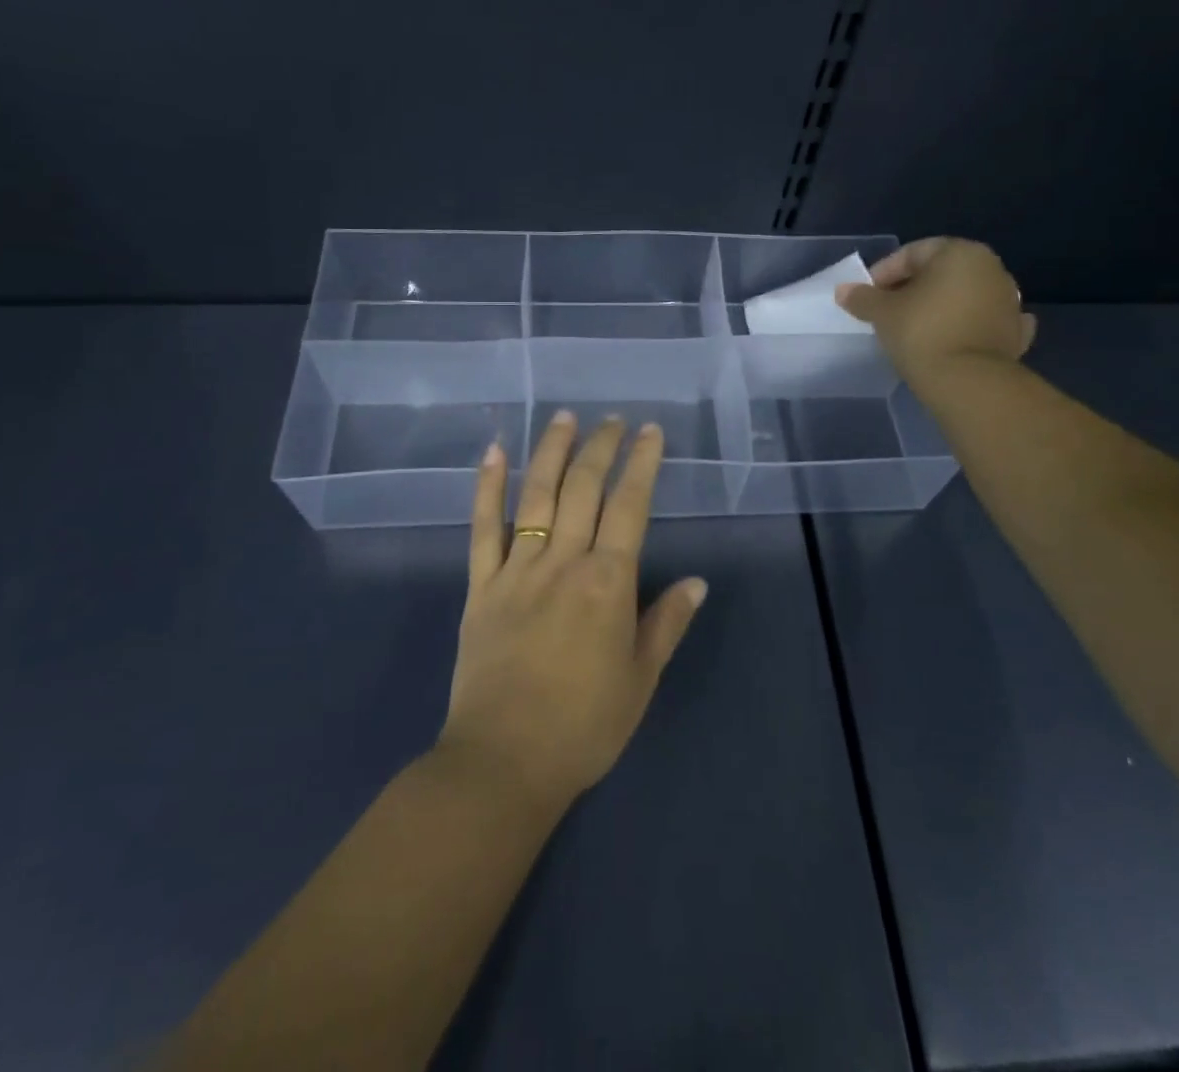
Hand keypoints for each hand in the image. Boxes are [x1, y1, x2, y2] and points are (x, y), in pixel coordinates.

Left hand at [438, 411, 707, 815]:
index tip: (650, 432)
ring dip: (551, 450)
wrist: (504, 761)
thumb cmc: (584, 725)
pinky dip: (487, 487)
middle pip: (584, 488)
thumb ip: (666, 623)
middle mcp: (564, 562)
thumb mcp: (641, 679)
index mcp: (608, 582)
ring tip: (563, 418)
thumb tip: (697, 581)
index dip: (642, 464)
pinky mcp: (481, 585)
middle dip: (601, 447)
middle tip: (612, 420)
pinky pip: (483, 527)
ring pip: (536, 494)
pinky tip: (493, 452)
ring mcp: (517, 569)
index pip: (630, 506)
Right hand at [835, 237, 1036, 383]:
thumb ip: (862, 298)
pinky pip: (986, 321)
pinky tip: (957, 336)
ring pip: (965, 295)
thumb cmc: (922, 333)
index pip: (912, 253)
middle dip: (913, 287)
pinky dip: (970, 325)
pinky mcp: (1015, 332)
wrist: (969, 382)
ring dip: (941, 305)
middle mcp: (990, 268)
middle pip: (941, 272)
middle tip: (887, 310)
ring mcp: (1009, 300)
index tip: (867, 295)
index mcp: (959, 252)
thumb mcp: (882, 313)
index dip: (884, 272)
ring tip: (915, 327)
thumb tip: (844, 290)